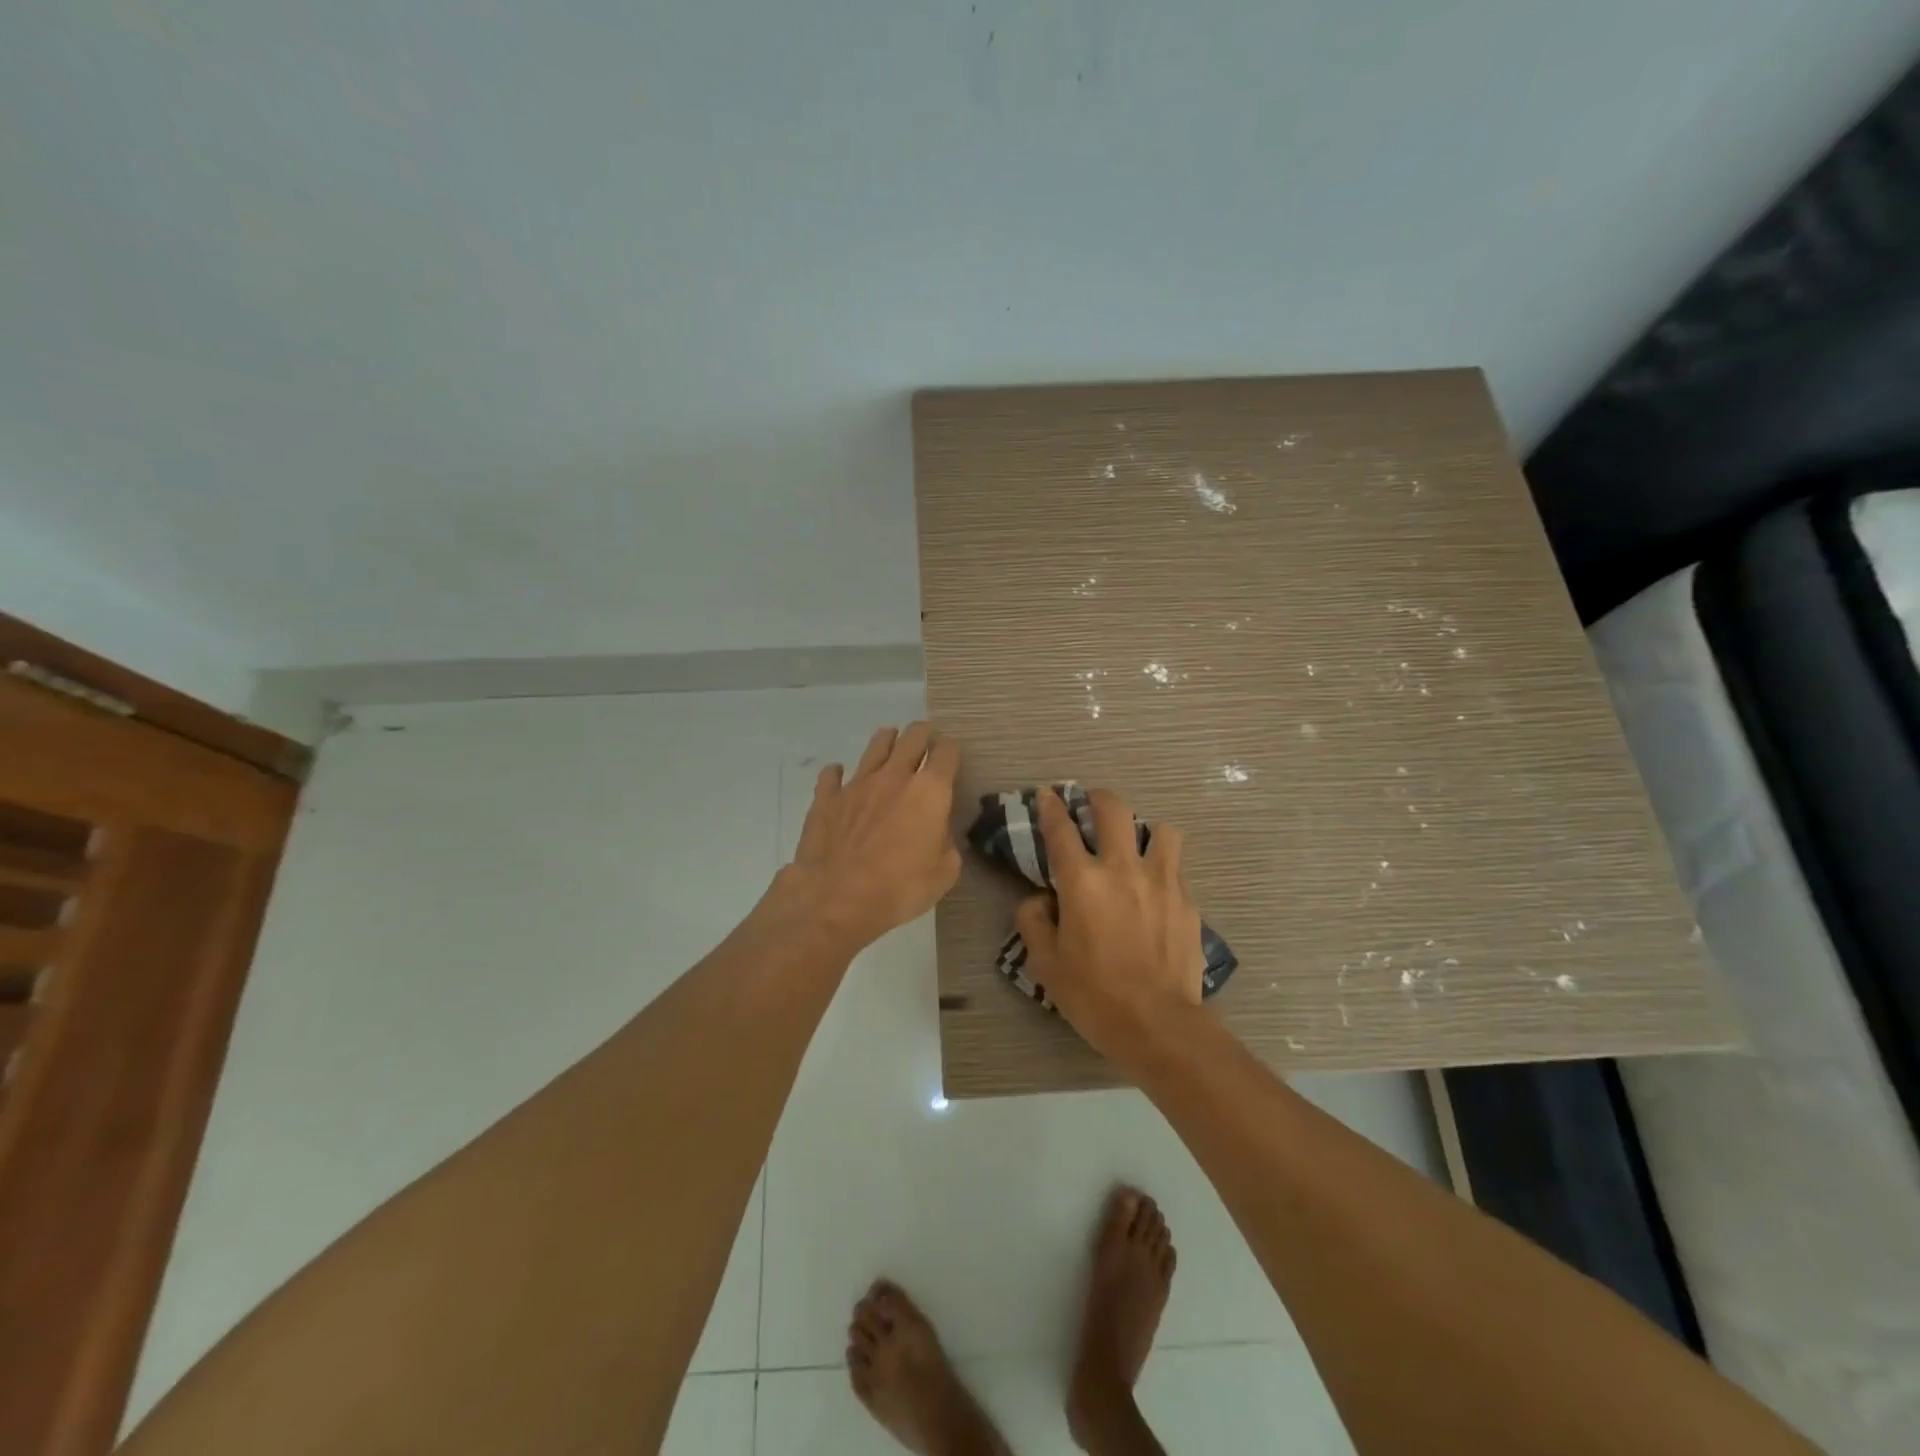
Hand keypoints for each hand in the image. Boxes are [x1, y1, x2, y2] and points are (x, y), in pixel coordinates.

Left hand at [777, 722, 962, 953]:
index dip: (951, 751)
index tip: (951, 755)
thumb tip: (938, 834)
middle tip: (926, 737)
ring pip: (875, 747)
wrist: (836, 900)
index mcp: (929, 792)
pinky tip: (839, 776)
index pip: (946, 753)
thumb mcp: (944, 874)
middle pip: (912, 738)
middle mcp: (894, 777)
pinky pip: (832, 775)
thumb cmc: (899, 888)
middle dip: (922, 733)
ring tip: (890, 740)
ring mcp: (856, 784)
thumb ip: (946, 844)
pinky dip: (838, 773)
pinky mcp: (826, 799)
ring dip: (886, 741)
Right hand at [1015, 787, 1205, 1069]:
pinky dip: (1162, 869)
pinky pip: (1175, 869)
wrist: (1158, 1025)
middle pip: (1114, 810)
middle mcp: (1123, 869)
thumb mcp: (1045, 963)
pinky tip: (1155, 891)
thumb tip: (1039, 899)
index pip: (1061, 829)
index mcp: (1082, 881)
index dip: (1051, 806)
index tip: (1048, 794)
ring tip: (1136, 846)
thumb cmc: (1094, 996)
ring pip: (1161, 830)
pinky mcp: (1187, 901)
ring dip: (1144, 831)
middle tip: (1091, 804)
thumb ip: (1033, 921)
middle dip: (1098, 798)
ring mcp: (1162, 881)